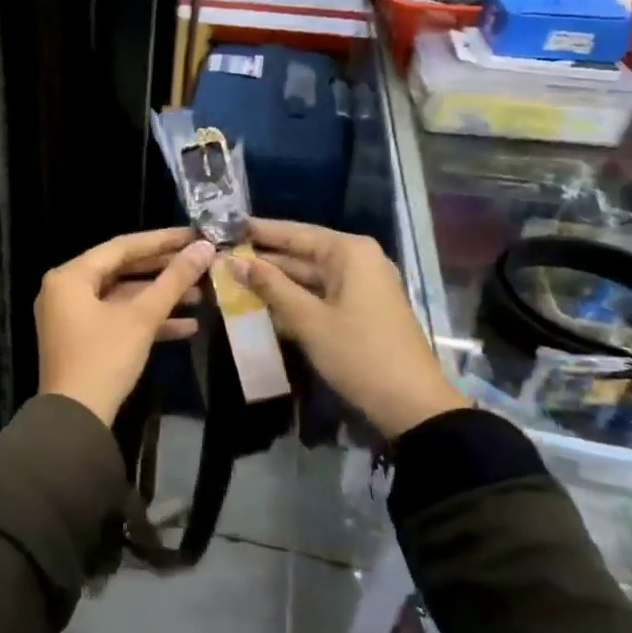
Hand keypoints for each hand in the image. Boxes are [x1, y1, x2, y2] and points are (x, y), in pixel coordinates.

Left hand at [37, 228, 215, 426]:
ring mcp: (72, 316)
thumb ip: (174, 280)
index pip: (121, 246)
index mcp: (70, 276)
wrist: (75, 420)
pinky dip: (147, 320)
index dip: (161, 240)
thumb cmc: (104, 358)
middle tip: (200, 262)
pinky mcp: (82, 340)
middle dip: (164, 270)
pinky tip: (187, 326)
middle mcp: (65, 290)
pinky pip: (117, 319)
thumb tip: (205, 248)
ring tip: (202, 295)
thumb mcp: (141, 317)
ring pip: (122, 296)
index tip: (194, 235)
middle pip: (122, 270)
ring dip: (160, 297)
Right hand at [233, 220, 464, 438]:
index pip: (294, 232)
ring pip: (308, 277)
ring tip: (231, 280)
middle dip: (263, 259)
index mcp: (349, 253)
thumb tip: (233, 261)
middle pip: (301, 253)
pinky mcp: (360, 310)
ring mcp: (361, 287)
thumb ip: (270, 286)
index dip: (258, 231)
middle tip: (220, 259)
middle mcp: (357, 261)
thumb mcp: (308, 319)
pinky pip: (319, 295)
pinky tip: (261, 305)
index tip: (224, 227)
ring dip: (274, 282)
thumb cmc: (358, 353)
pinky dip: (293, 299)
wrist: (411, 404)